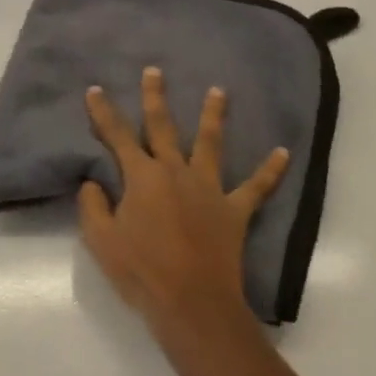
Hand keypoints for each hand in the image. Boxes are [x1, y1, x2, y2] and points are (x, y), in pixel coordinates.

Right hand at [77, 67, 287, 338]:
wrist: (193, 305)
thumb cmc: (142, 272)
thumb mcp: (101, 241)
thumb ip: (93, 205)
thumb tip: (94, 181)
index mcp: (142, 176)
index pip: (117, 135)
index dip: (103, 112)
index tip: (95, 89)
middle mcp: (175, 171)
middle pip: (162, 127)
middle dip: (155, 97)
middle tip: (154, 71)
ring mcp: (208, 188)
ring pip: (210, 143)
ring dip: (213, 115)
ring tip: (219, 91)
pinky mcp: (234, 210)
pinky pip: (256, 187)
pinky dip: (270, 171)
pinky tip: (283, 152)